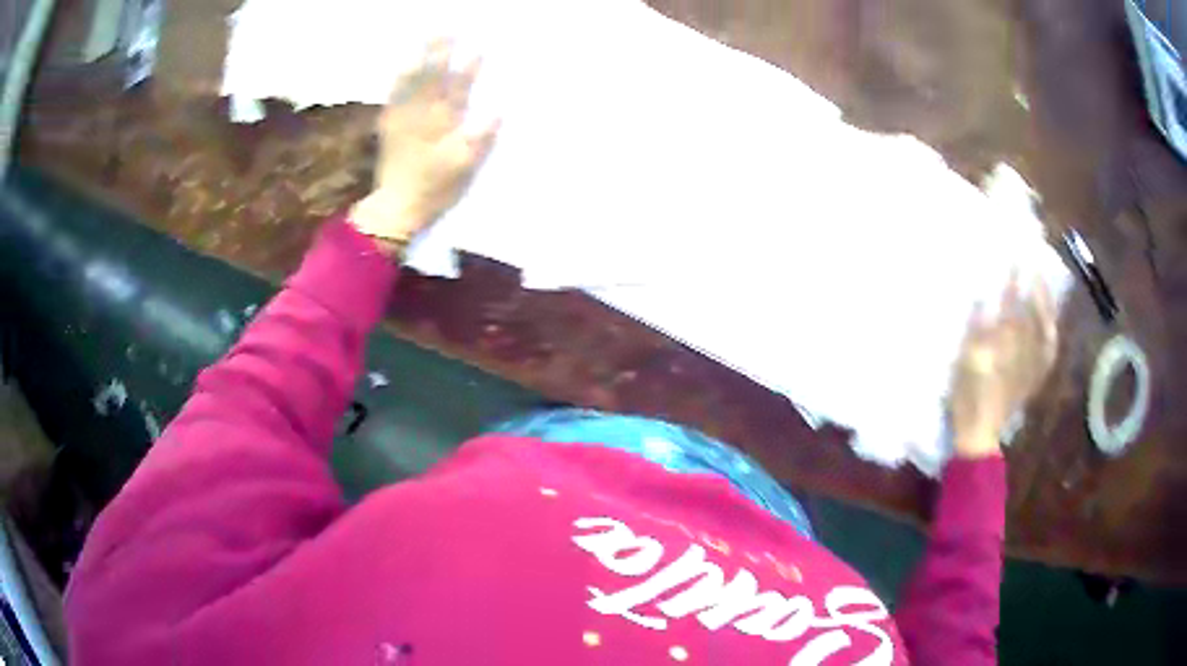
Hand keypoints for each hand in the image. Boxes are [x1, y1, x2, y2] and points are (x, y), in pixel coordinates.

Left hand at [350, 40, 499, 249]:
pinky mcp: (389, 125)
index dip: (470, 68)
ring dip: (421, 58)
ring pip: (413, 81)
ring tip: (428, 38)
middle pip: (434, 77)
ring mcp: (402, 117)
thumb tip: (498, 110)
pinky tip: (402, 65)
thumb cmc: (434, 189)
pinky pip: (394, 95)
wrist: (396, 206)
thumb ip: (479, 138)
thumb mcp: (463, 168)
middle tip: (450, 30)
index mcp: (443, 123)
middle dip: (442, 53)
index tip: (480, 48)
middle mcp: (422, 114)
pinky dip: (399, 79)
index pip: (460, 89)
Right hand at [950, 278, 1058, 458]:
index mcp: (1003, 342)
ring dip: (1047, 308)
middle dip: (1035, 288)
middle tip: (1036, 267)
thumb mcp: (964, 362)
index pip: (1011, 303)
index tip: (1016, 257)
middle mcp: (1023, 349)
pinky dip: (1051, 336)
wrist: (980, 434)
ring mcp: (1031, 365)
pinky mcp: (1034, 378)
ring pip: (1045, 330)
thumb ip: (975, 330)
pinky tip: (1051, 326)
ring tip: (1046, 291)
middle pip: (1034, 313)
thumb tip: (982, 297)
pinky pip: (1048, 353)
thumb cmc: (967, 397)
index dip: (1014, 280)